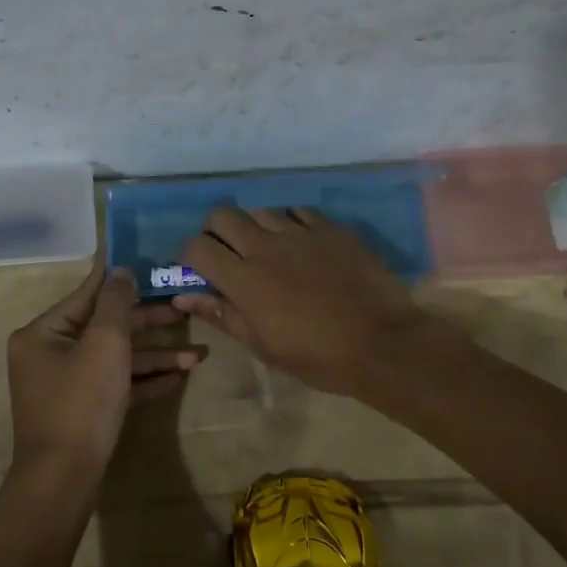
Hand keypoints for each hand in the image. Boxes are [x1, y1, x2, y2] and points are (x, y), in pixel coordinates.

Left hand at [7, 260, 203, 478]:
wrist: (63, 481)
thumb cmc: (81, 402)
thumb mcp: (104, 343)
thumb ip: (115, 302)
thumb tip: (120, 270)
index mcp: (42, 333)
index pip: (87, 295)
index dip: (118, 279)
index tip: (145, 262)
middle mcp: (49, 354)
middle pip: (105, 328)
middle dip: (148, 325)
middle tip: (184, 312)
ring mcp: (65, 386)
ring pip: (114, 359)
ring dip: (154, 357)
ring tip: (198, 356)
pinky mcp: (81, 412)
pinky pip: (114, 385)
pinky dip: (143, 380)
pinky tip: (178, 377)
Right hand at [174, 207, 431, 398]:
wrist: (383, 343)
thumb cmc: (318, 356)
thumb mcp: (263, 346)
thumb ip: (223, 315)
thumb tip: (184, 298)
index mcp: (244, 279)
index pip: (197, 247)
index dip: (189, 256)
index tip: (197, 271)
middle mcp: (265, 246)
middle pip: (222, 215)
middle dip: (215, 231)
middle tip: (227, 254)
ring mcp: (300, 232)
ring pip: (260, 210)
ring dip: (253, 227)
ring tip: (267, 249)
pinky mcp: (330, 228)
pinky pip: (298, 212)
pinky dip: (290, 224)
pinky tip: (300, 244)